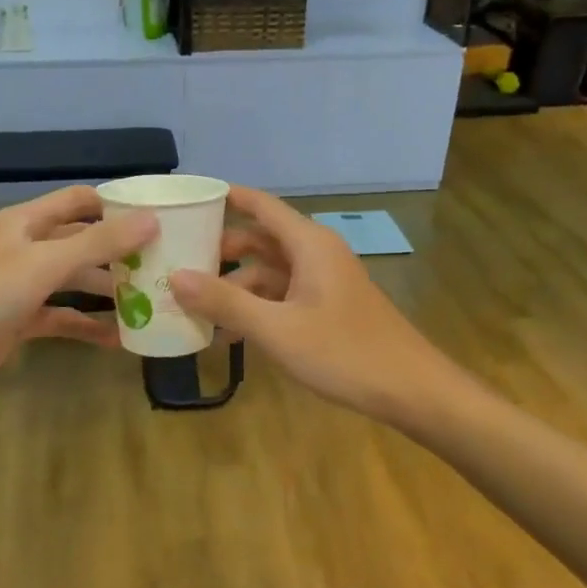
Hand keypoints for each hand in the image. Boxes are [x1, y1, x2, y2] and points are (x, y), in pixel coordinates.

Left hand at [0, 187, 155, 409]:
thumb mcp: (45, 264)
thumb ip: (99, 243)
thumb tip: (152, 219)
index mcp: (27, 222)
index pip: (79, 200)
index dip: (116, 205)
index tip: (158, 219)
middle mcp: (26, 247)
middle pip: (82, 241)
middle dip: (118, 252)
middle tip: (163, 264)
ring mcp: (23, 285)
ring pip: (75, 280)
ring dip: (107, 289)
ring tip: (150, 300)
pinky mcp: (21, 320)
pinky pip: (63, 316)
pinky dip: (87, 325)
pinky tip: (119, 338)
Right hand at [170, 186, 451, 426]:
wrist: (411, 389)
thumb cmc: (344, 352)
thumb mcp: (276, 329)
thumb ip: (225, 302)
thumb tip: (175, 276)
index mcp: (309, 244)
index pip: (260, 205)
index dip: (225, 198)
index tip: (187, 200)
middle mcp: (316, 254)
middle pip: (260, 238)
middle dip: (220, 249)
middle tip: (177, 260)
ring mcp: (323, 282)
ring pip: (269, 271)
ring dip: (235, 285)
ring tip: (194, 305)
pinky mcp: (327, 307)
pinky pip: (282, 295)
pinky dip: (256, 306)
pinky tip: (230, 333)